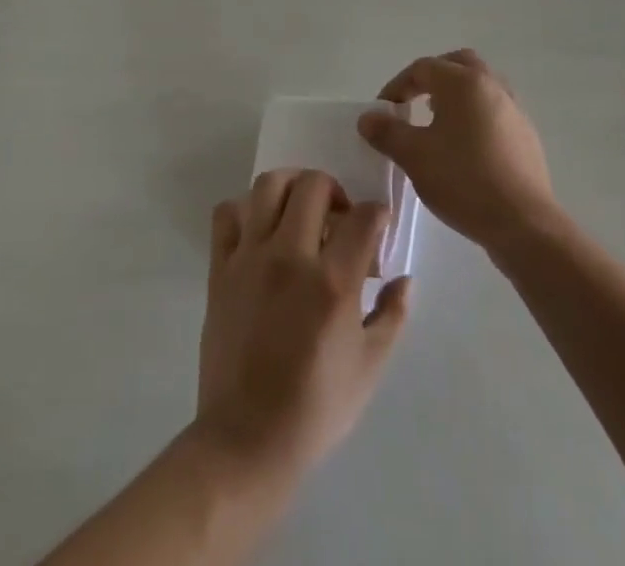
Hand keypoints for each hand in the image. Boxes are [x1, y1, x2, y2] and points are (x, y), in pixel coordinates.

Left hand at [196, 169, 409, 477]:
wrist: (246, 440)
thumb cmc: (315, 408)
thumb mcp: (369, 368)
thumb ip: (392, 316)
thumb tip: (404, 279)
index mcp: (332, 282)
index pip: (363, 216)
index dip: (377, 214)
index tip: (377, 226)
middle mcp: (290, 257)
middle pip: (313, 184)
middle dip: (334, 190)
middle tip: (338, 217)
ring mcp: (250, 258)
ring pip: (268, 185)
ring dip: (291, 187)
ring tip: (300, 211)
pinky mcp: (220, 269)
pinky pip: (226, 215)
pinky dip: (244, 210)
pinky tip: (260, 232)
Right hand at [358, 49, 556, 258]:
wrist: (524, 223)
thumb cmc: (463, 180)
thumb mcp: (414, 156)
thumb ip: (387, 132)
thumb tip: (367, 117)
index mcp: (463, 82)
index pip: (422, 68)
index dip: (397, 85)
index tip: (383, 111)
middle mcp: (491, 85)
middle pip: (457, 64)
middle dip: (432, 77)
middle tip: (413, 101)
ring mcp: (513, 109)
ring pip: (480, 85)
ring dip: (456, 94)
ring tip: (437, 122)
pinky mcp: (526, 135)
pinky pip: (494, 109)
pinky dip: (475, 114)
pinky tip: (464, 146)